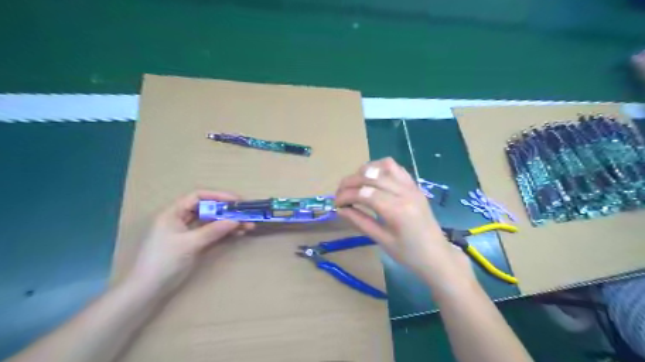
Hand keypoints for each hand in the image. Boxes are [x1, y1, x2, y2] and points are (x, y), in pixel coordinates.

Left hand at [129, 191, 254, 295]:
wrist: (149, 289)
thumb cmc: (164, 261)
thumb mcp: (189, 244)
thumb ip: (212, 231)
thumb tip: (236, 221)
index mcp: (174, 213)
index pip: (198, 197)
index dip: (218, 196)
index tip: (236, 201)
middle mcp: (182, 219)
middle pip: (208, 208)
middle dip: (227, 211)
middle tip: (245, 213)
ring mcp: (189, 232)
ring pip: (213, 221)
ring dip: (229, 222)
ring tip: (248, 225)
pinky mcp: (195, 243)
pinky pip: (213, 233)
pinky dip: (225, 232)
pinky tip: (238, 233)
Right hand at [335, 158, 471, 282]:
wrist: (437, 255)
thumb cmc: (408, 254)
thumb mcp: (381, 240)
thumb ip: (359, 221)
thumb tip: (340, 209)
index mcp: (397, 210)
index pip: (363, 193)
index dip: (345, 195)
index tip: (335, 204)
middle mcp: (404, 192)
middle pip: (370, 176)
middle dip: (349, 182)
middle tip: (339, 194)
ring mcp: (411, 186)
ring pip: (382, 166)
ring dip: (364, 172)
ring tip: (355, 185)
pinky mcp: (414, 185)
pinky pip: (395, 168)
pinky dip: (379, 168)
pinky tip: (372, 179)